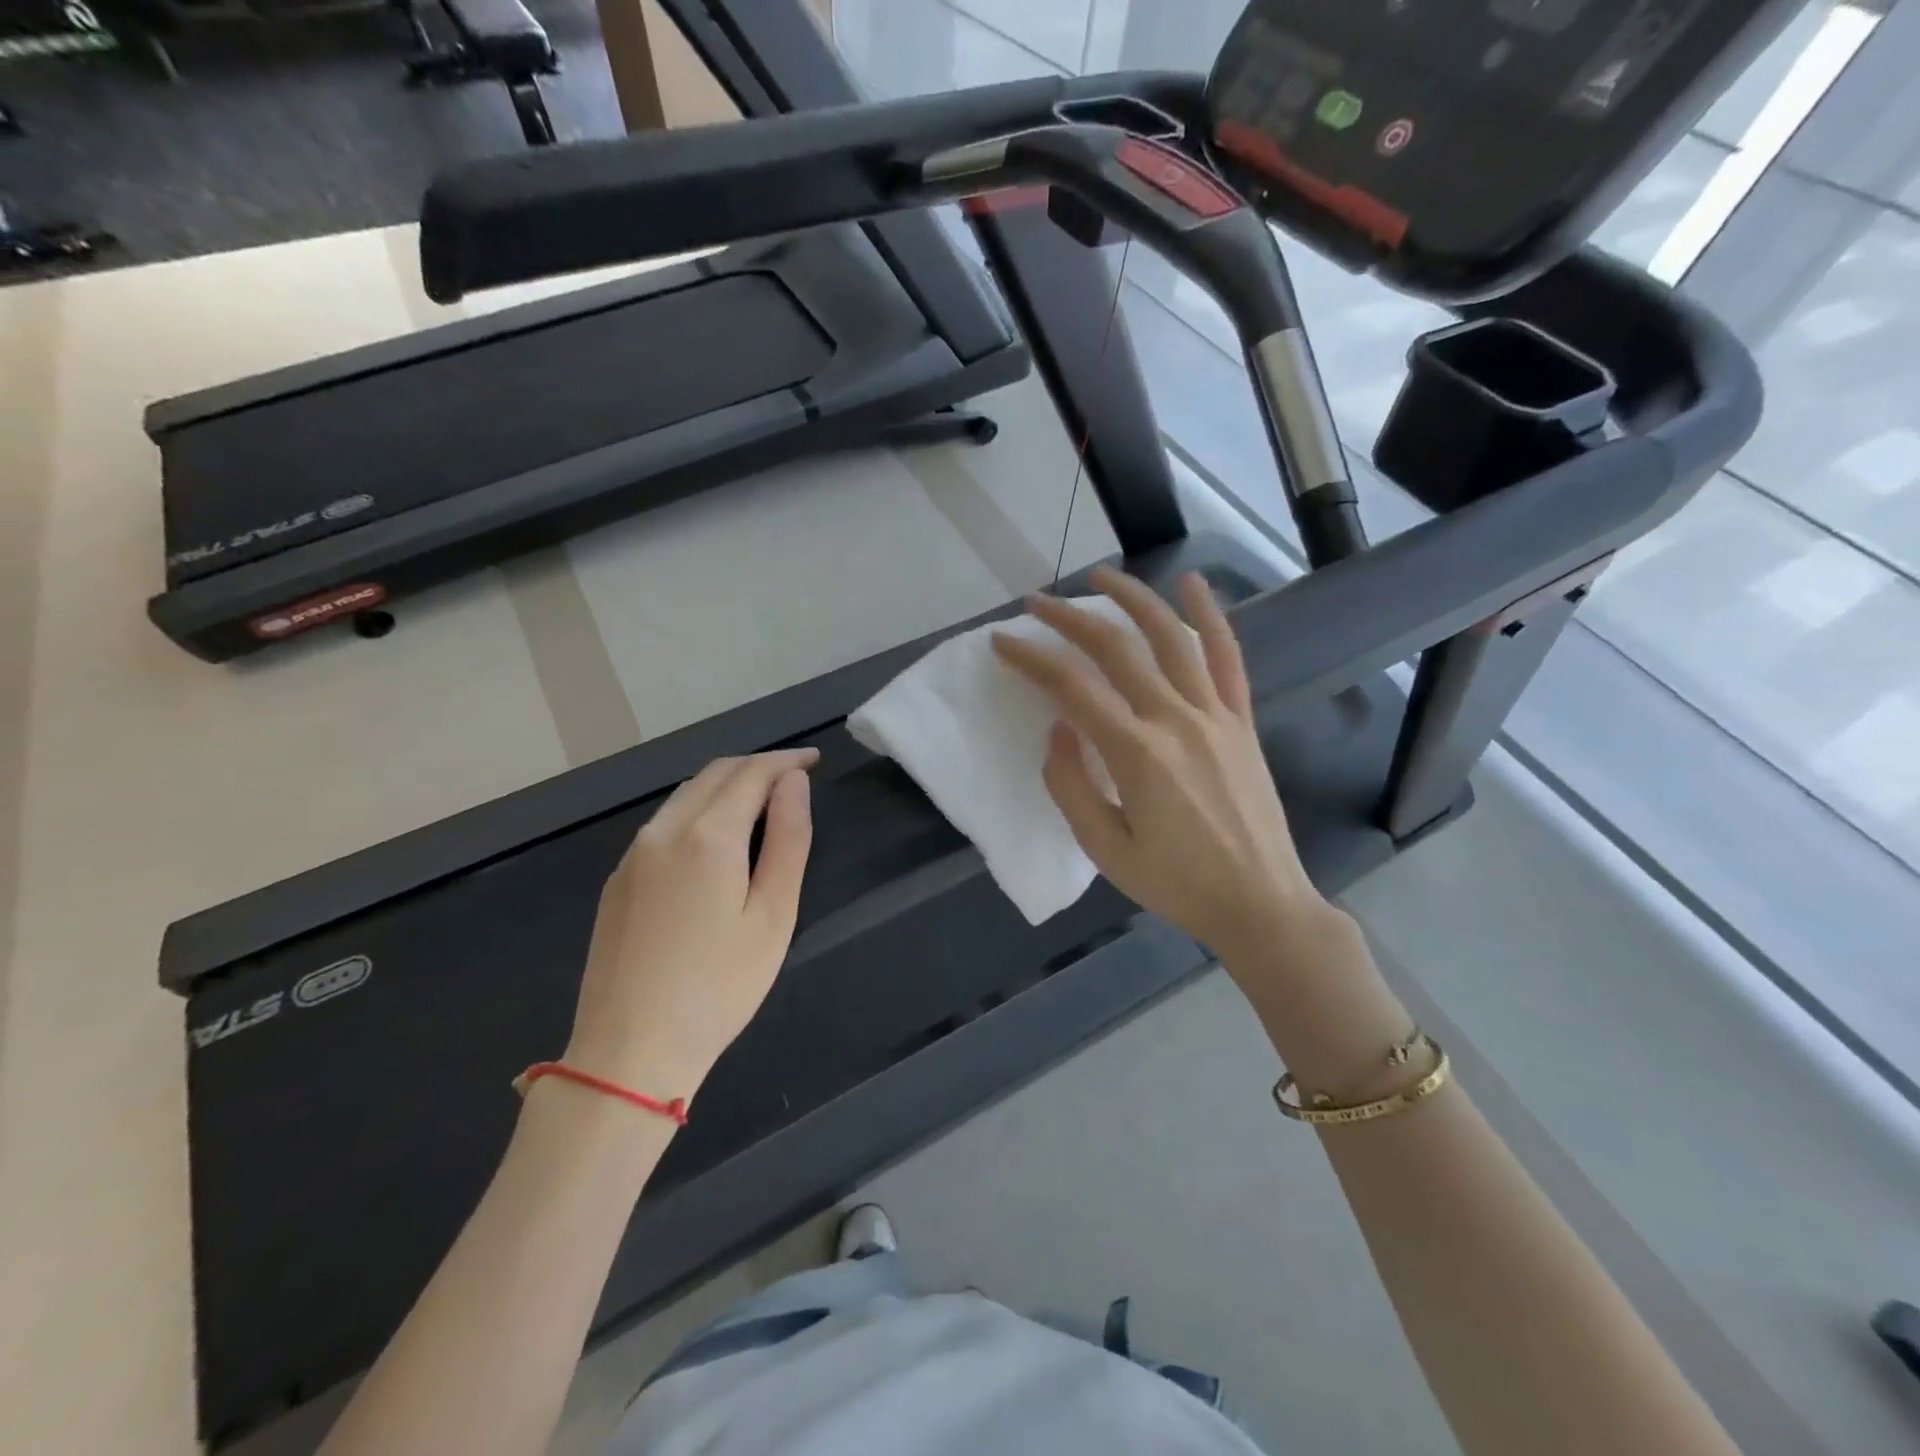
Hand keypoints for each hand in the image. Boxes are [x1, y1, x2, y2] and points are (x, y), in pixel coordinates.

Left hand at [564, 750, 816, 1103]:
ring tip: (761, 799)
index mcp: (708, 837)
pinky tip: (715, 835)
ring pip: (684, 795)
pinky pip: (663, 823)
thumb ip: (788, 840)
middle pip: (714, 774)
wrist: (629, 1052)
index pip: (751, 774)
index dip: (785, 761)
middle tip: (793, 776)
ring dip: (725, 784)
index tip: (813, 760)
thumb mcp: (773, 915)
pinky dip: (698, 809)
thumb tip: (794, 783)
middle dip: (756, 766)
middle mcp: (664, 831)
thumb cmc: (719, 987)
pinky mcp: (617, 880)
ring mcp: (633, 855)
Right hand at [992, 566, 1322, 965]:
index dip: (1031, 658)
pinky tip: (1192, 584)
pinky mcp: (1241, 720)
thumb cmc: (1176, 883)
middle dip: (1069, 619)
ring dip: (1133, 598)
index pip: (1071, 687)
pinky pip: (1227, 656)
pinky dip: (1209, 616)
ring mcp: (1214, 714)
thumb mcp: (1105, 848)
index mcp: (1136, 754)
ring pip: (1170, 637)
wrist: (1259, 901)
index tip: (1003, 641)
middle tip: (1036, 604)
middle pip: (1115, 648)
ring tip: (1101, 575)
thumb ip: (1071, 785)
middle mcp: (1175, 719)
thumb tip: (1057, 728)